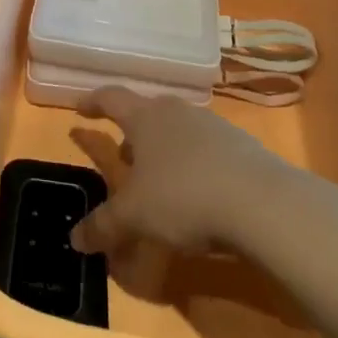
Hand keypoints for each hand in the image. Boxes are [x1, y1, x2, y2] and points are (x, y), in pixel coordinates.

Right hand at [69, 88, 287, 257]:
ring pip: (178, 131)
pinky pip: (206, 149)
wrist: (261, 202)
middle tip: (123, 158)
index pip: (112, 98)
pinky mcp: (241, 146)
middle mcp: (177, 112)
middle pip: (147, 113)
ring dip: (164, 150)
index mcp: (145, 118)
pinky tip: (198, 193)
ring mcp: (212, 126)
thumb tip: (75, 239)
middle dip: (133, 134)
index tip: (80, 109)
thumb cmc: (183, 197)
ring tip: (160, 180)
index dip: (93, 102)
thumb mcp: (135, 217)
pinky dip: (194, 165)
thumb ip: (103, 226)